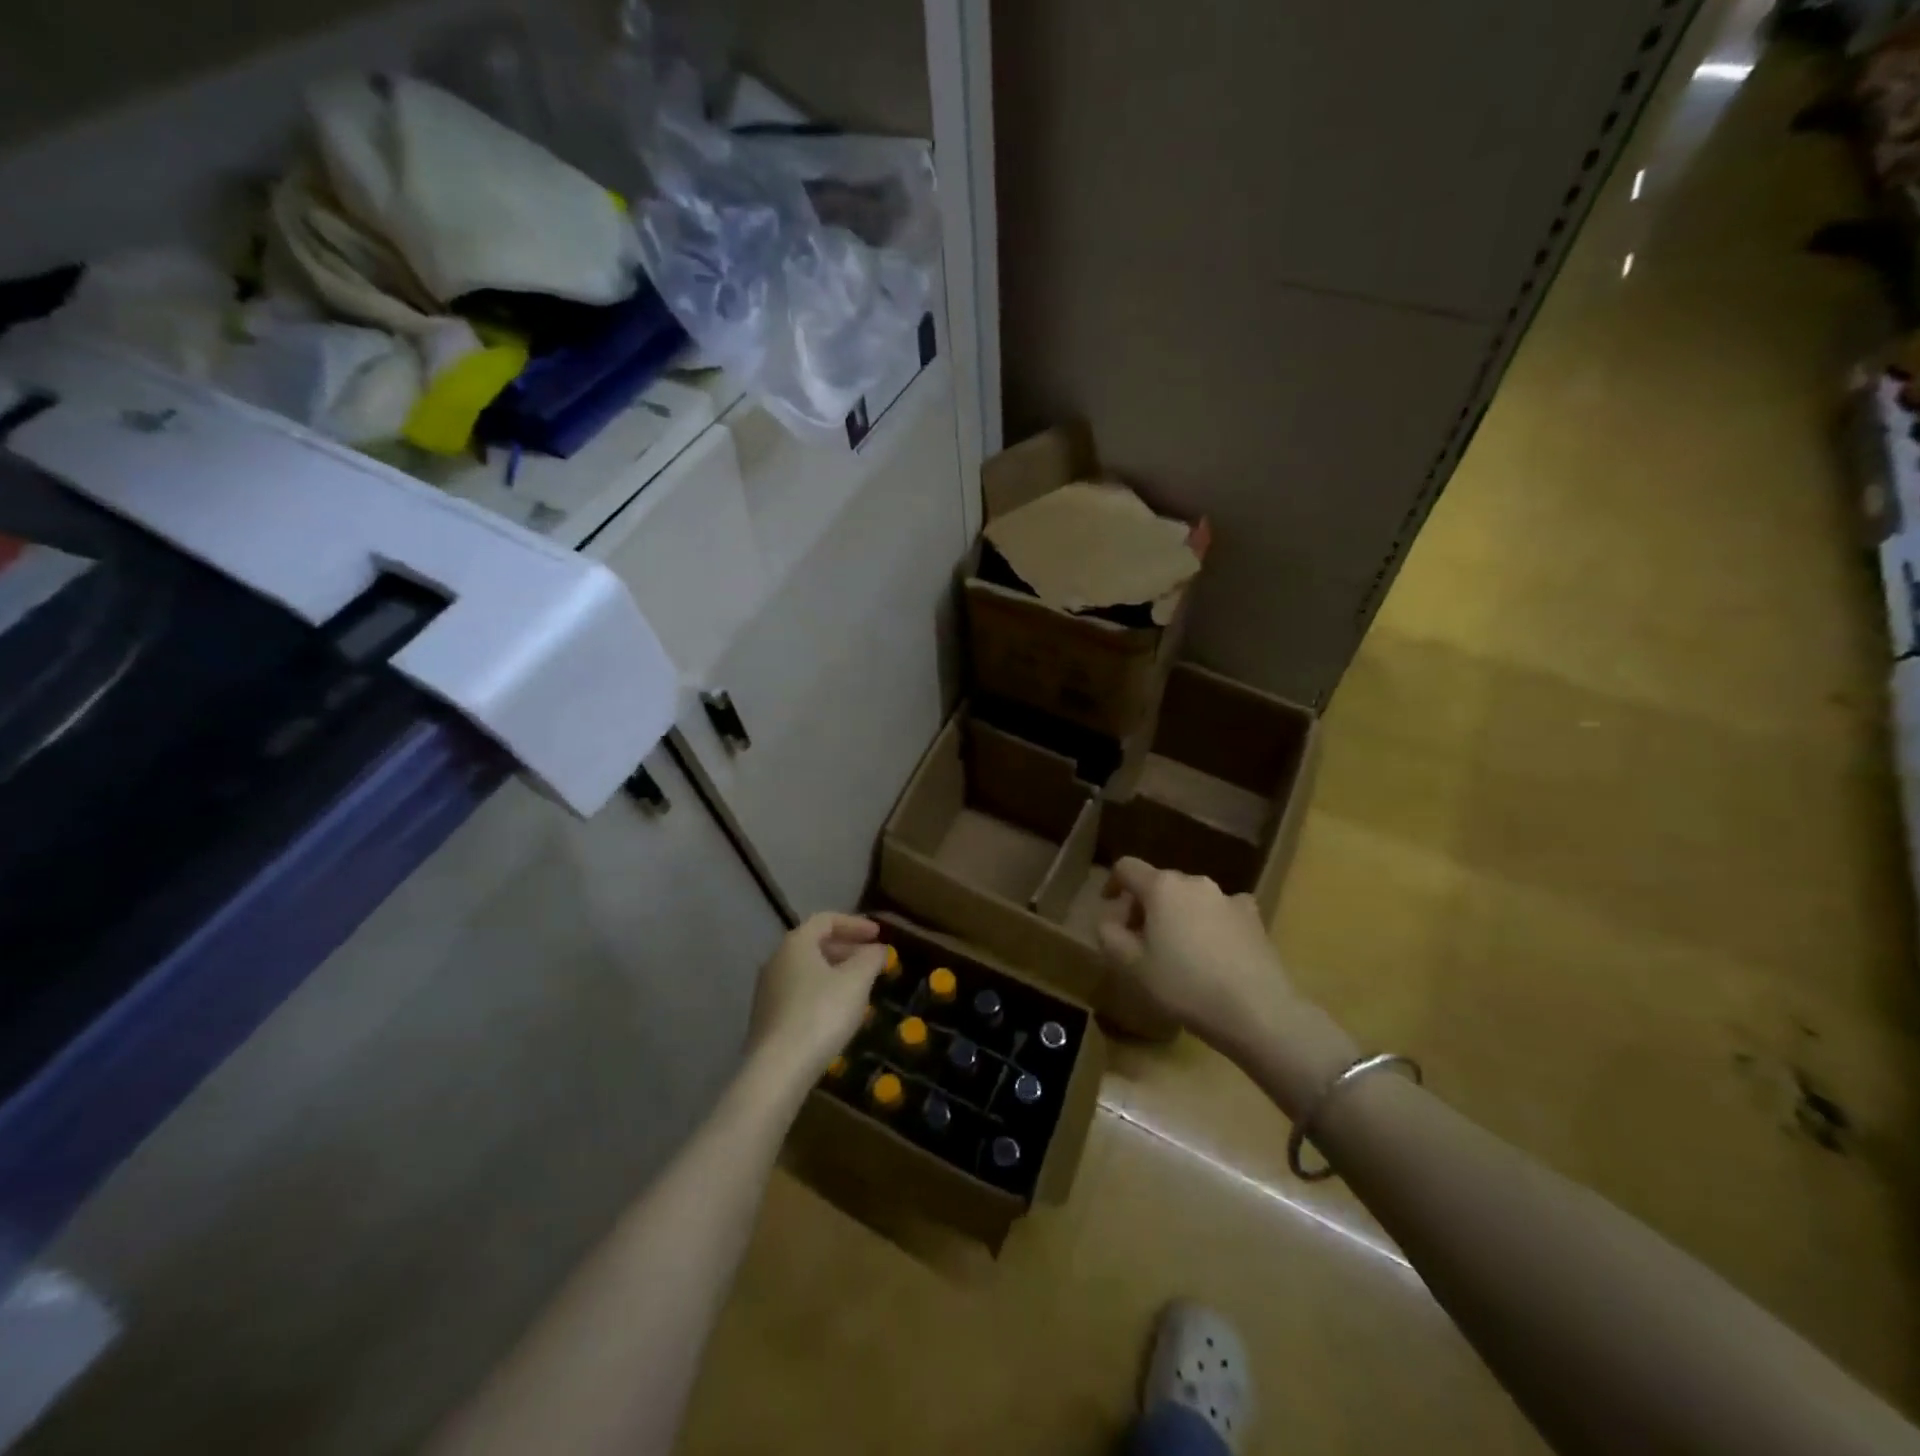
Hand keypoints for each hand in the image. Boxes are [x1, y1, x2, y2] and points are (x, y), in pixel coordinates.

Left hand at [746, 914, 887, 1089]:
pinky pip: (799, 992)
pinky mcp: (766, 1018)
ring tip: (859, 987)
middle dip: (846, 948)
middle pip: (814, 944)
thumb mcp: (856, 981)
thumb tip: (878, 948)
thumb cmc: (821, 1013)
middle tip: (872, 960)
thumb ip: (871, 958)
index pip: (826, 920)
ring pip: (806, 970)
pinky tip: (837, 1012)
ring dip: (835, 971)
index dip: (855, 924)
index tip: (879, 935)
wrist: (777, 1069)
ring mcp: (767, 990)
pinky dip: (821, 991)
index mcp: (796, 943)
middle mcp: (776, 960)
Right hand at [1097, 858, 1293, 1050]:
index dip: (1112, 883)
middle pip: (1160, 883)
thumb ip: (1110, 936)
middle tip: (1140, 939)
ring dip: (1178, 915)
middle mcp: (1195, 882)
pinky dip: (1210, 924)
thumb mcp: (1132, 966)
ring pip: (1191, 898)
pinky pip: (1221, 912)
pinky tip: (1214, 952)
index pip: (1127, 867)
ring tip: (1179, 950)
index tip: (1108, 906)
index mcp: (1161, 887)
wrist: (1257, 1010)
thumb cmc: (1184, 985)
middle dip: (1145, 905)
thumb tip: (1108, 921)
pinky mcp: (1254, 918)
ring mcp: (1228, 898)